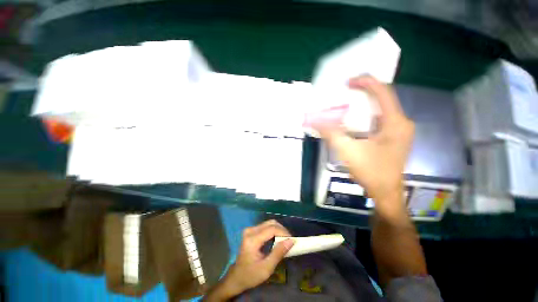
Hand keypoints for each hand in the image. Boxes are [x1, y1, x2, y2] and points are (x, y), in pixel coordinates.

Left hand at [224, 220, 293, 293]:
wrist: (237, 277)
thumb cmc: (251, 275)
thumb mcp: (266, 268)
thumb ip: (278, 253)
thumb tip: (291, 240)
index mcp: (252, 239)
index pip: (271, 229)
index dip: (283, 232)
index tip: (292, 240)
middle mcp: (250, 230)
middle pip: (271, 223)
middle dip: (282, 230)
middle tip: (289, 240)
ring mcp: (250, 229)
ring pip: (269, 223)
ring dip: (279, 230)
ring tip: (285, 240)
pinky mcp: (251, 231)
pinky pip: (266, 227)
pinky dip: (274, 231)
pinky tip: (278, 239)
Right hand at [314, 76, 413, 210]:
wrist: (385, 193)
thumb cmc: (371, 172)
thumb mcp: (348, 151)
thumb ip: (331, 133)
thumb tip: (314, 121)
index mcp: (395, 123)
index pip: (383, 93)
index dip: (367, 83)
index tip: (349, 81)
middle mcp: (401, 123)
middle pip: (383, 99)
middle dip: (365, 92)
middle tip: (346, 90)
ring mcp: (399, 131)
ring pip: (382, 109)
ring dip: (365, 103)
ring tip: (348, 101)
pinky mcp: (393, 137)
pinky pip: (380, 119)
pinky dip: (367, 115)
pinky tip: (355, 118)